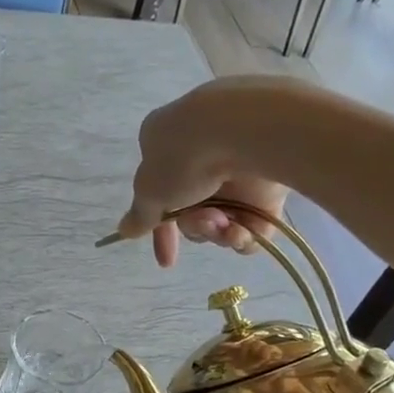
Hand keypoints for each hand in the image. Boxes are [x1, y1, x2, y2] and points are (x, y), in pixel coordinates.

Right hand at [113, 77, 296, 267]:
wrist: (246, 132)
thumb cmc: (184, 157)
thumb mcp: (149, 189)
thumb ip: (139, 215)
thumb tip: (124, 230)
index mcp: (167, 145)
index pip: (159, 196)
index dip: (160, 232)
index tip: (167, 260)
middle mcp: (201, 156)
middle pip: (193, 211)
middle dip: (194, 226)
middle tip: (202, 219)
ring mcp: (238, 168)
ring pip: (222, 220)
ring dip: (216, 229)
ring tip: (223, 220)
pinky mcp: (270, 183)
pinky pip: (254, 224)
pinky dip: (245, 233)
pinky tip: (242, 229)